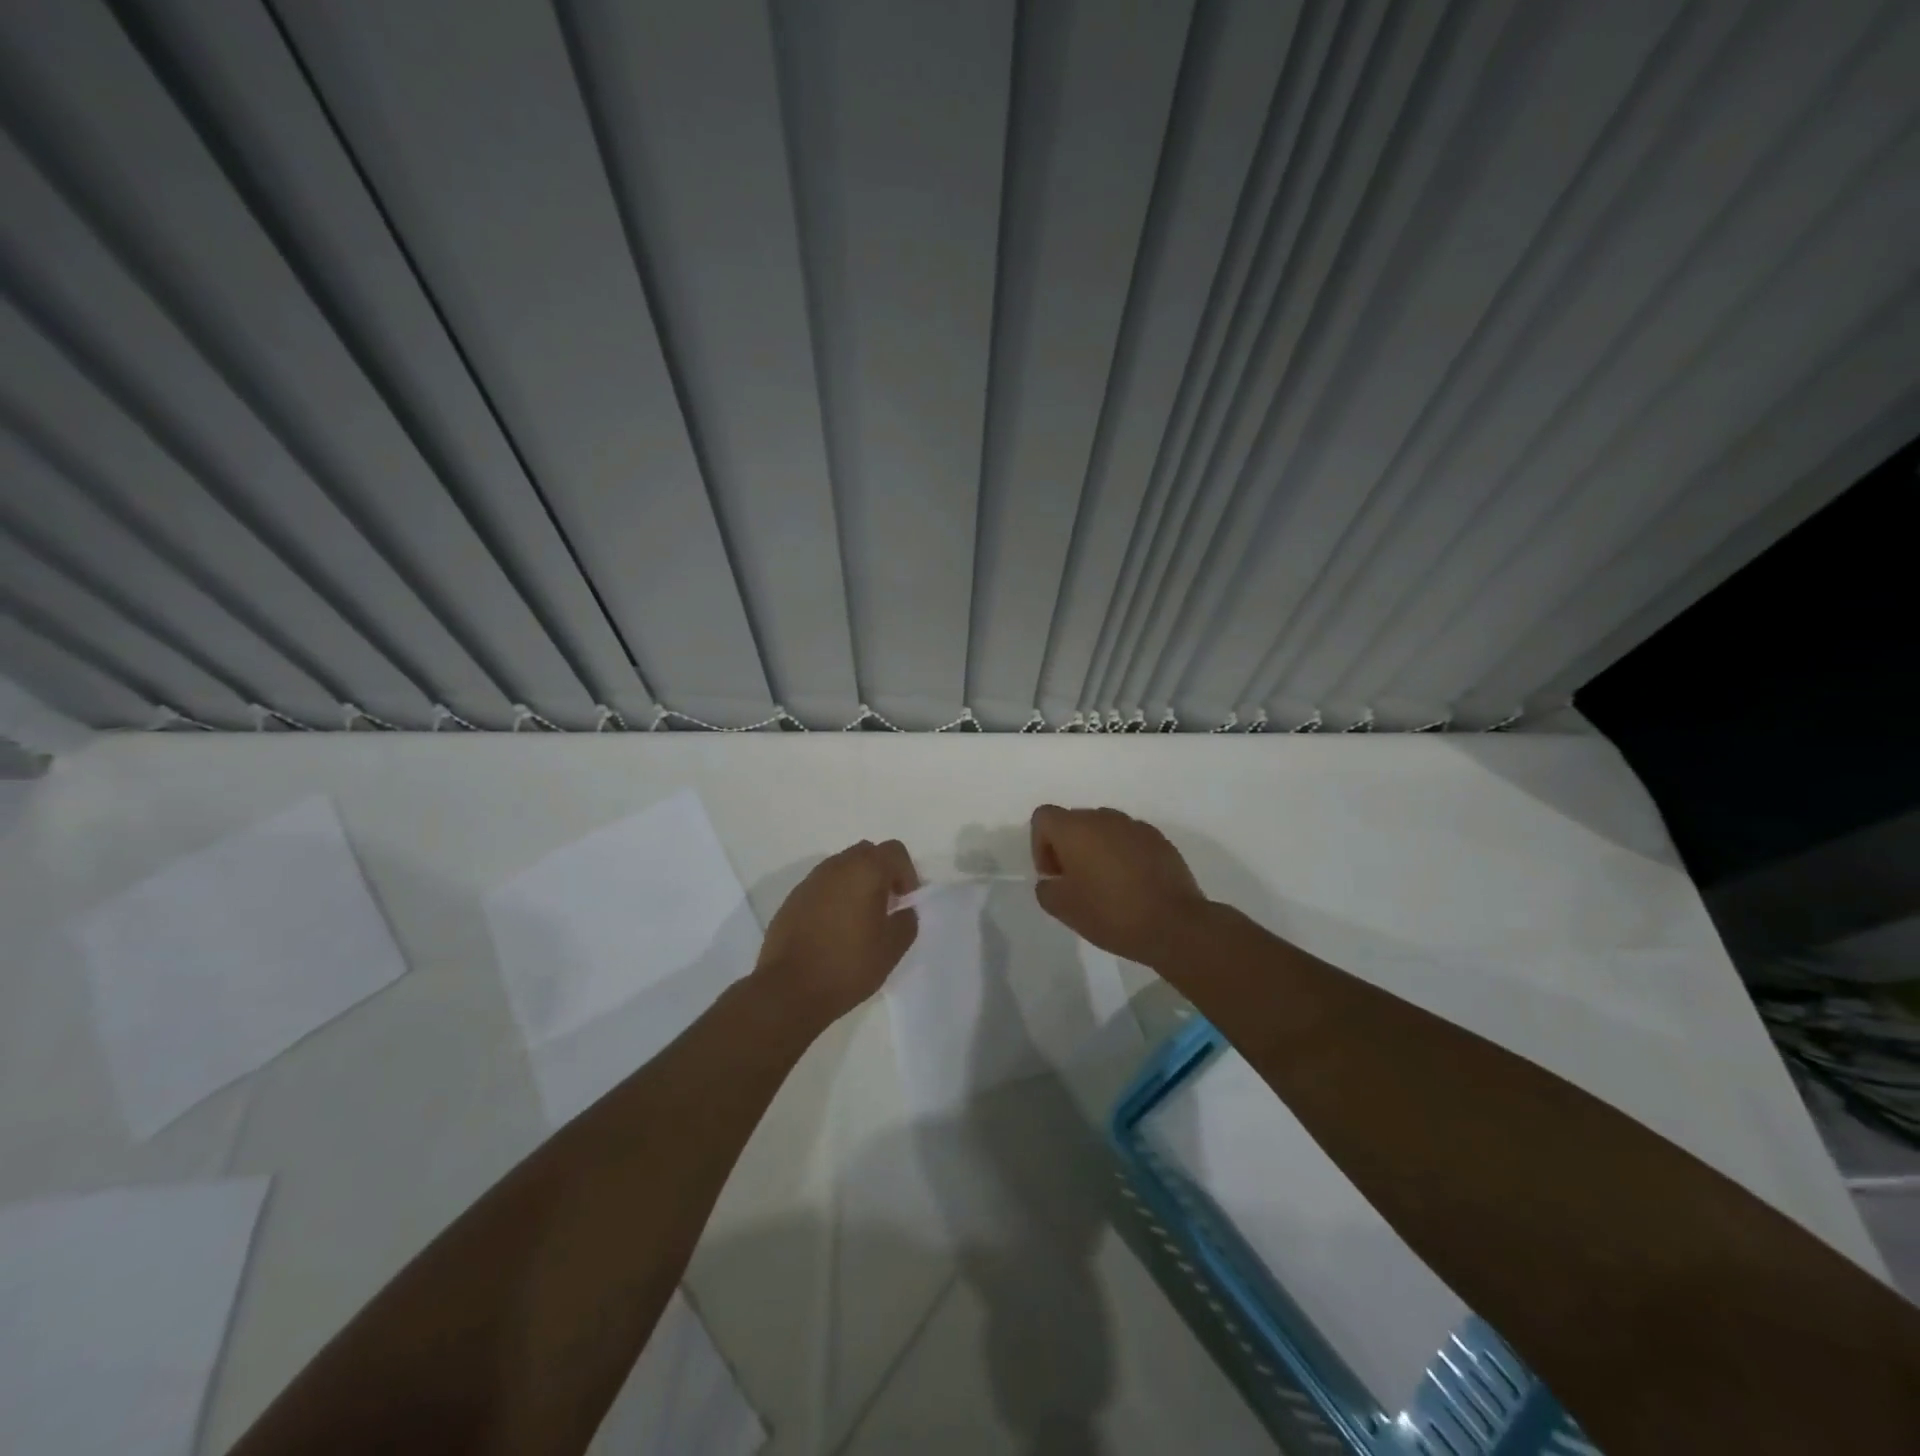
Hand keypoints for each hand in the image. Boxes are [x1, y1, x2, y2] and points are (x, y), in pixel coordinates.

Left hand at [754, 839, 919, 1024]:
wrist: (789, 989)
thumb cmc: (847, 965)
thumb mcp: (892, 949)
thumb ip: (906, 921)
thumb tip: (903, 911)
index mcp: (865, 871)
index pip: (895, 851)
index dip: (907, 873)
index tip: (905, 902)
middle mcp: (836, 867)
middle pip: (867, 853)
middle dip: (882, 874)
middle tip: (886, 906)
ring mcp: (810, 881)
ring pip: (842, 868)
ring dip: (856, 884)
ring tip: (860, 920)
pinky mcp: (792, 899)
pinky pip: (822, 887)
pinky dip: (834, 897)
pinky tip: (834, 930)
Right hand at [1030, 805, 1210, 965]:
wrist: (1174, 925)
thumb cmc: (1111, 913)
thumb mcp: (1063, 909)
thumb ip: (1046, 889)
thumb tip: (1053, 881)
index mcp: (1075, 829)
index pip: (1043, 817)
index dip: (1040, 845)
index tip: (1054, 875)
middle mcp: (1104, 818)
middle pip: (1074, 821)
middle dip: (1068, 847)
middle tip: (1075, 883)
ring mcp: (1135, 826)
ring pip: (1103, 829)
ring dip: (1096, 850)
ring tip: (1105, 885)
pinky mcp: (1159, 839)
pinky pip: (1129, 840)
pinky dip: (1123, 855)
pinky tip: (1131, 885)